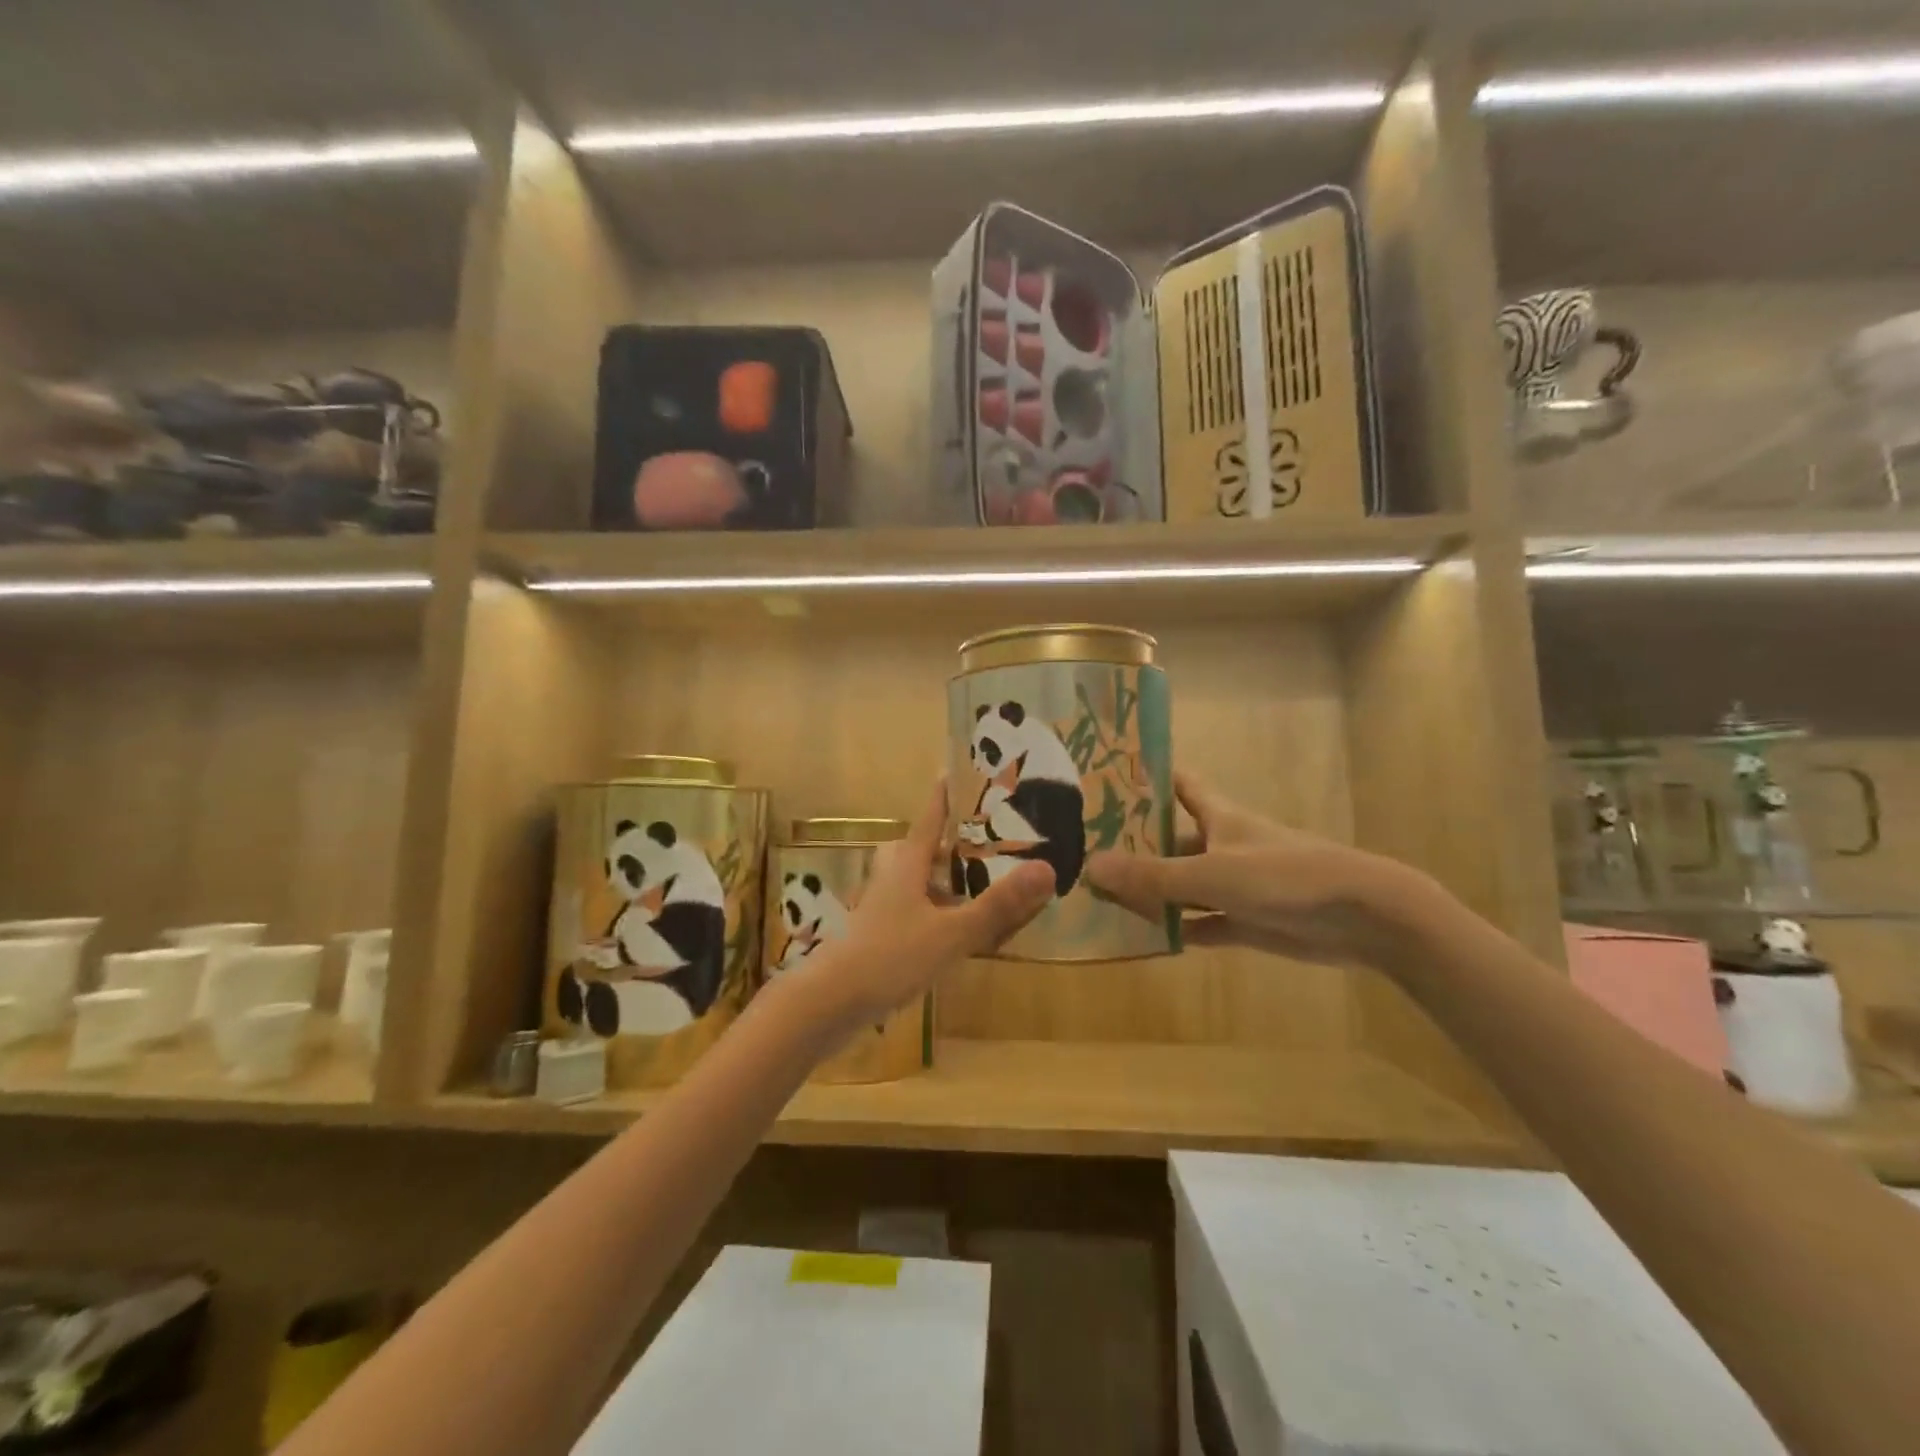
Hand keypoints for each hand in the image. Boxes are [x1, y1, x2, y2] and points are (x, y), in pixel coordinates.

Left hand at [793, 780, 1053, 1031]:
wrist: (829, 1004)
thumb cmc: (889, 958)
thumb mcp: (950, 933)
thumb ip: (997, 905)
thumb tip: (1047, 868)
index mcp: (908, 864)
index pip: (930, 818)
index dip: (946, 795)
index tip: (958, 770)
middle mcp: (892, 877)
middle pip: (921, 847)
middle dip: (950, 840)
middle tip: (985, 838)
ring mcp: (882, 907)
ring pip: (916, 880)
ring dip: (944, 877)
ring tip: (979, 882)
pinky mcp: (879, 934)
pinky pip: (914, 909)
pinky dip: (936, 909)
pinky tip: (955, 931)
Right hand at [1085, 771, 1432, 970]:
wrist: (1362, 917)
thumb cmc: (1284, 876)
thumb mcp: (1212, 873)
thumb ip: (1153, 875)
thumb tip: (1090, 867)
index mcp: (1217, 817)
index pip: (1178, 785)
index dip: (1147, 778)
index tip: (1107, 777)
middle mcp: (1221, 846)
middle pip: (1170, 842)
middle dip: (1133, 846)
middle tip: (1083, 851)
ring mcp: (1234, 886)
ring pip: (1181, 886)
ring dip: (1149, 893)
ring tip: (1099, 898)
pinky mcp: (1246, 922)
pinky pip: (1200, 925)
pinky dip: (1175, 930)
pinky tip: (1142, 939)